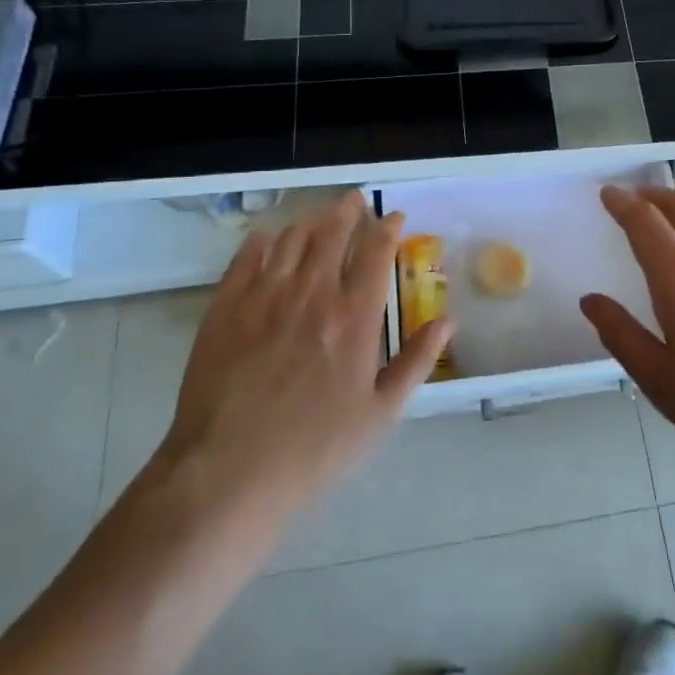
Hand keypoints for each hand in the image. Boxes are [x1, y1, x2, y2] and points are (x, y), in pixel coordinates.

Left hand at [148, 191, 450, 533]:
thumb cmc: (314, 449)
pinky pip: (247, 256)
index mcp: (355, 316)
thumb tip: (448, 321)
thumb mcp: (380, 413)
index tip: (394, 217)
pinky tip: (270, 238)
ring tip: (319, 217)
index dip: (387, 227)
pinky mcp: (226, 307)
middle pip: (333, 232)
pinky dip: (264, 240)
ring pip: (292, 238)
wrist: (228, 473)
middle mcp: (313, 292)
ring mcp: (265, 296)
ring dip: (311, 220)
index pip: (376, 251)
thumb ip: (416, 361)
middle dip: (348, 210)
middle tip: (354, 201)